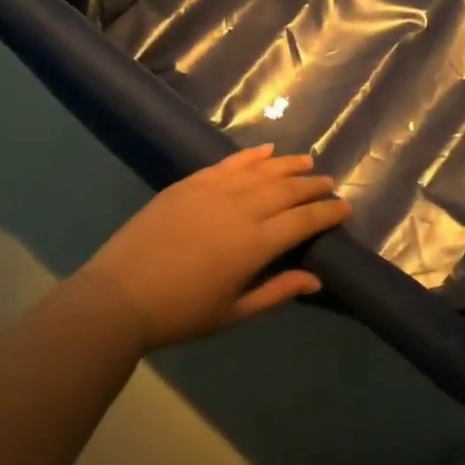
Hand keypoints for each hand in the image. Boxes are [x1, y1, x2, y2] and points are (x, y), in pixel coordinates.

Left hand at [77, 144, 350, 351]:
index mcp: (256, 244)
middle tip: (329, 183)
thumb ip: (277, 291)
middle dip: (312, 185)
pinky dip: (251, 155)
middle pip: (287, 189)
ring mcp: (214, 190)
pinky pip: (229, 163)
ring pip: (262, 170)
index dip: (327, 212)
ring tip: (307, 162)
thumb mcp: (233, 313)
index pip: (303, 220)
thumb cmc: (180, 313)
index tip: (344, 207)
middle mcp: (241, 209)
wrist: (120, 296)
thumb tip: (316, 278)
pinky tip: (267, 150)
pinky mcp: (191, 183)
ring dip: (288, 165)